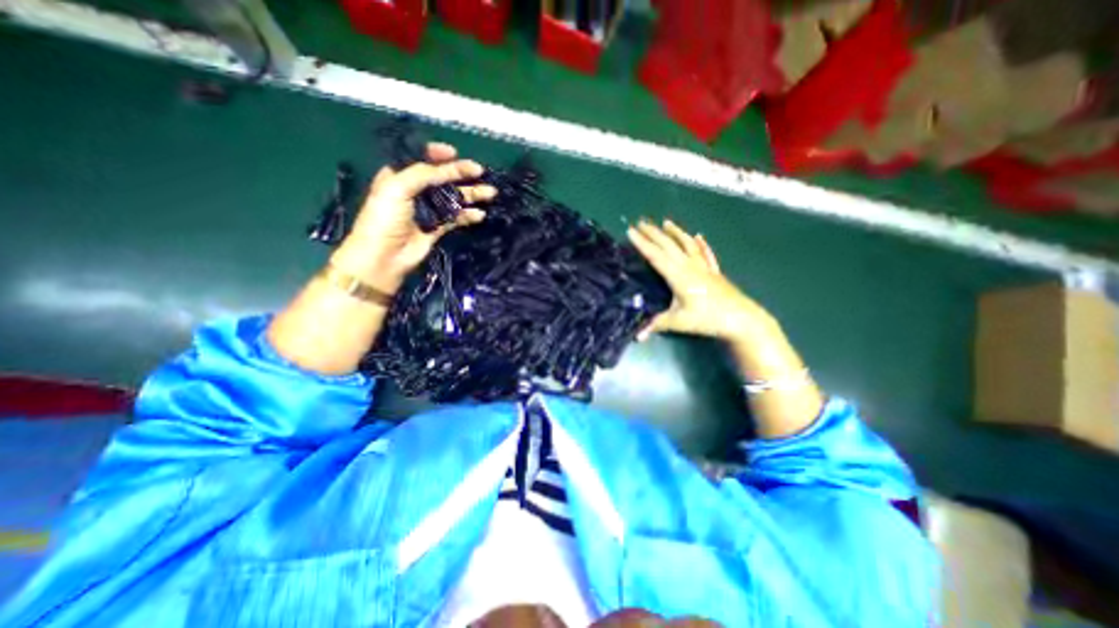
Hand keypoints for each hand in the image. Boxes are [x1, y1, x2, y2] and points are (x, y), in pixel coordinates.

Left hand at [328, 142, 492, 294]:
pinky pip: (456, 217)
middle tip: (480, 171)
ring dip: (471, 194)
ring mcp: (428, 209)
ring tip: (490, 193)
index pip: (421, 159)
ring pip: (453, 197)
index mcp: (400, 176)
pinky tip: (479, 214)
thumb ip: (423, 174)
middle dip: (461, 173)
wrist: (384, 257)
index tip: (455, 154)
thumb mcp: (397, 188)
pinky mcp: (437, 228)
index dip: (438, 154)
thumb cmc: (384, 218)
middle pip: (443, 177)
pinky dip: (468, 215)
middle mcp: (415, 190)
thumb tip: (450, 166)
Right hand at [626, 219, 775, 340]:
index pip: (656, 256)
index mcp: (678, 275)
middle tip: (640, 222)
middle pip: (669, 245)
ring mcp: (704, 267)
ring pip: (687, 244)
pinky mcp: (714, 272)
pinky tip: (698, 236)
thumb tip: (637, 336)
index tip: (631, 231)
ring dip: (675, 232)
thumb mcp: (679, 322)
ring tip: (665, 222)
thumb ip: (657, 325)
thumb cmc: (708, 319)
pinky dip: (700, 244)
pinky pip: (705, 253)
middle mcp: (690, 266)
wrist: (742, 319)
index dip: (642, 243)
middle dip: (653, 233)